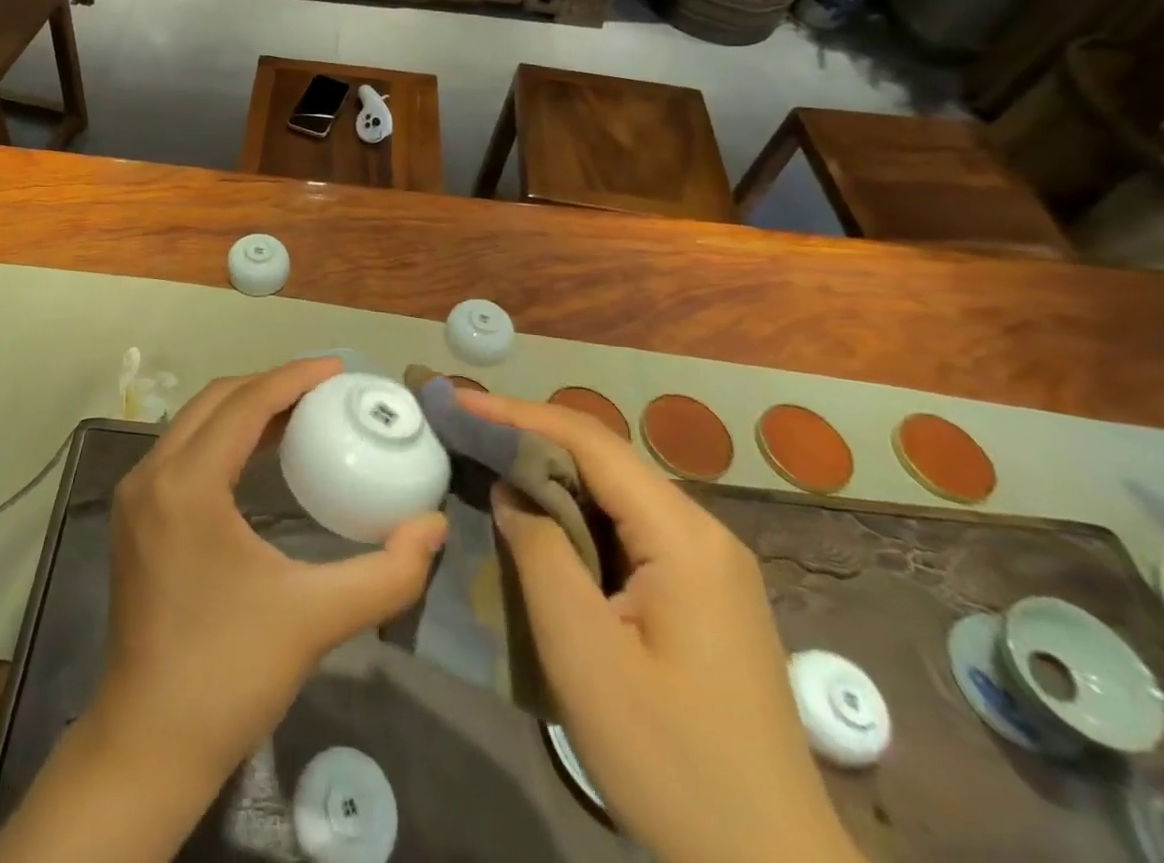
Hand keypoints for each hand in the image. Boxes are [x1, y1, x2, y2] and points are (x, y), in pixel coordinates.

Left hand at [96, 358, 447, 779]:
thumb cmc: (230, 674)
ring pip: (195, 421)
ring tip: (302, 413)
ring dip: (246, 407)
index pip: (245, 403)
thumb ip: (387, 573)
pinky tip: (262, 453)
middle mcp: (152, 474)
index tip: (339, 368)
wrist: (148, 744)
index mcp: (187, 484)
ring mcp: (136, 494)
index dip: (294, 377)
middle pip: (217, 400)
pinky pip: (184, 449)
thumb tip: (434, 527)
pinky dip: (224, 435)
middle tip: (326, 389)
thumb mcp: (316, 619)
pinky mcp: (134, 515)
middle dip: (272, 385)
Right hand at [460, 390, 860, 862]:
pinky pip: (626, 528)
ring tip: (487, 461)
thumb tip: (509, 488)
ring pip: (614, 492)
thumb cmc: (672, 763)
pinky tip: (538, 520)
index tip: (457, 401)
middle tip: (463, 428)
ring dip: (549, 473)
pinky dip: (573, 511)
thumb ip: (540, 551)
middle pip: (603, 459)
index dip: (516, 414)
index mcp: (683, 536)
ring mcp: (707, 564)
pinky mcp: (699, 595)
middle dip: (529, 435)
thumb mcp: (584, 654)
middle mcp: (702, 533)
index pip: (589, 442)